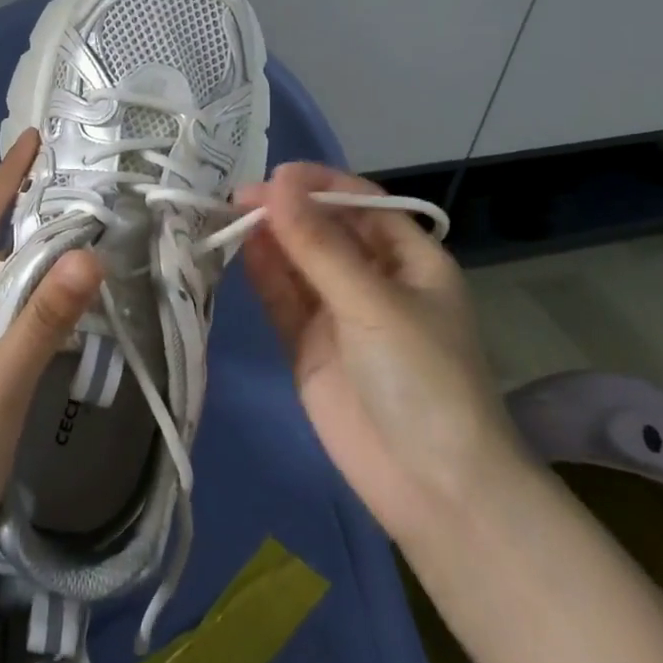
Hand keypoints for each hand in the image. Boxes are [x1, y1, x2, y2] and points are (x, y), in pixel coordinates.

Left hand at [0, 129, 102, 559]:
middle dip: (22, 209)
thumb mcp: (2, 382)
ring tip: (74, 238)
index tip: (34, 140)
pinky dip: (27, 295)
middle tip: (73, 189)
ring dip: (27, 255)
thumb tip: (89, 254)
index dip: (5, 176)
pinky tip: (53, 308)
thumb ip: (44, 319)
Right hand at [237, 162, 518, 541]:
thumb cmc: (423, 378)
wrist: (433, 487)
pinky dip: (263, 276)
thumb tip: (276, 183)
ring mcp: (339, 315)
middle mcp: (374, 280)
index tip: (275, 174)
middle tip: (237, 197)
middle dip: (287, 211)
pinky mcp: (309, 346)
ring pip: (298, 264)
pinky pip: (283, 300)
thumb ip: (319, 246)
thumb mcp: (374, 303)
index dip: (320, 183)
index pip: (361, 203)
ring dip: (269, 239)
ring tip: (228, 216)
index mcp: (410, 260)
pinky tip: (241, 251)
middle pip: (325, 231)